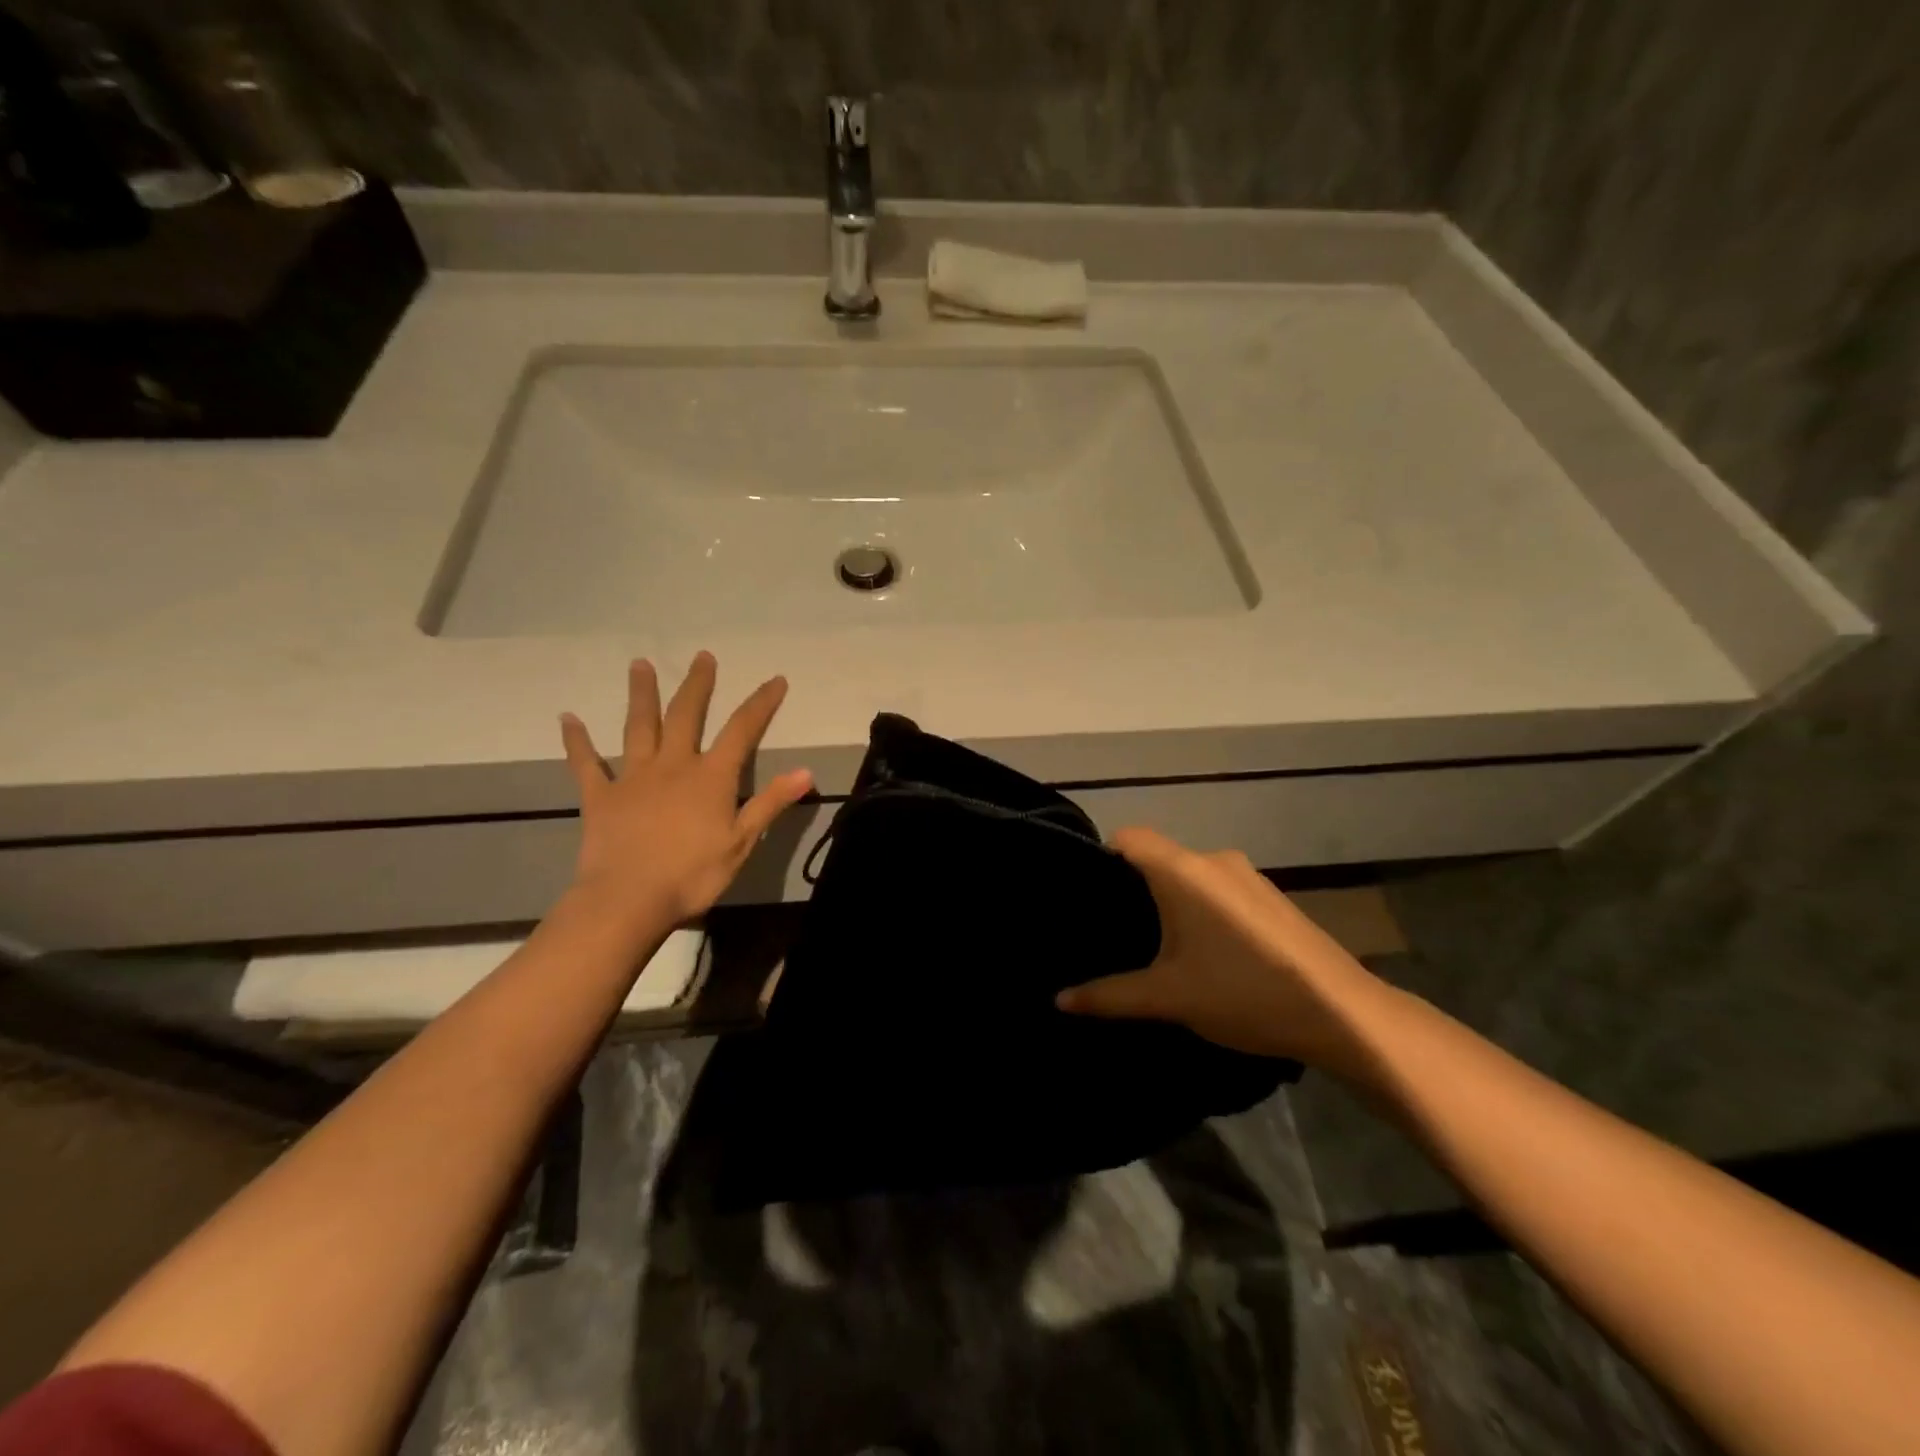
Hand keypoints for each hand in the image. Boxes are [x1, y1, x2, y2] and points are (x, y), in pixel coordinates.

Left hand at [558, 653, 812, 925]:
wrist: (628, 901)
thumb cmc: (692, 875)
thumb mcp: (742, 842)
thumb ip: (770, 802)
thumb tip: (806, 771)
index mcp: (711, 777)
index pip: (742, 730)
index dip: (761, 703)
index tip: (775, 680)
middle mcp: (673, 765)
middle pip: (686, 715)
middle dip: (697, 685)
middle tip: (702, 656)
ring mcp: (633, 778)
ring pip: (638, 727)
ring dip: (641, 694)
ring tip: (640, 664)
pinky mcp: (600, 797)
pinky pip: (586, 764)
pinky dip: (577, 741)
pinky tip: (568, 719)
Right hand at [1056, 827, 1389, 1069]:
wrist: (1342, 1014)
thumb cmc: (1242, 992)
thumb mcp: (1168, 997)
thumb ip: (1109, 996)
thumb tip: (1059, 1000)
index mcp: (1184, 870)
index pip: (1128, 837)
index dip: (1103, 858)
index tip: (1089, 897)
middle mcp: (1215, 860)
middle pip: (1159, 858)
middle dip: (1136, 889)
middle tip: (1116, 931)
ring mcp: (1249, 876)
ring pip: (1191, 876)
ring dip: (1173, 902)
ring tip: (1159, 948)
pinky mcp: (1272, 897)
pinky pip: (1220, 890)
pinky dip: (1203, 910)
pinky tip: (1207, 953)